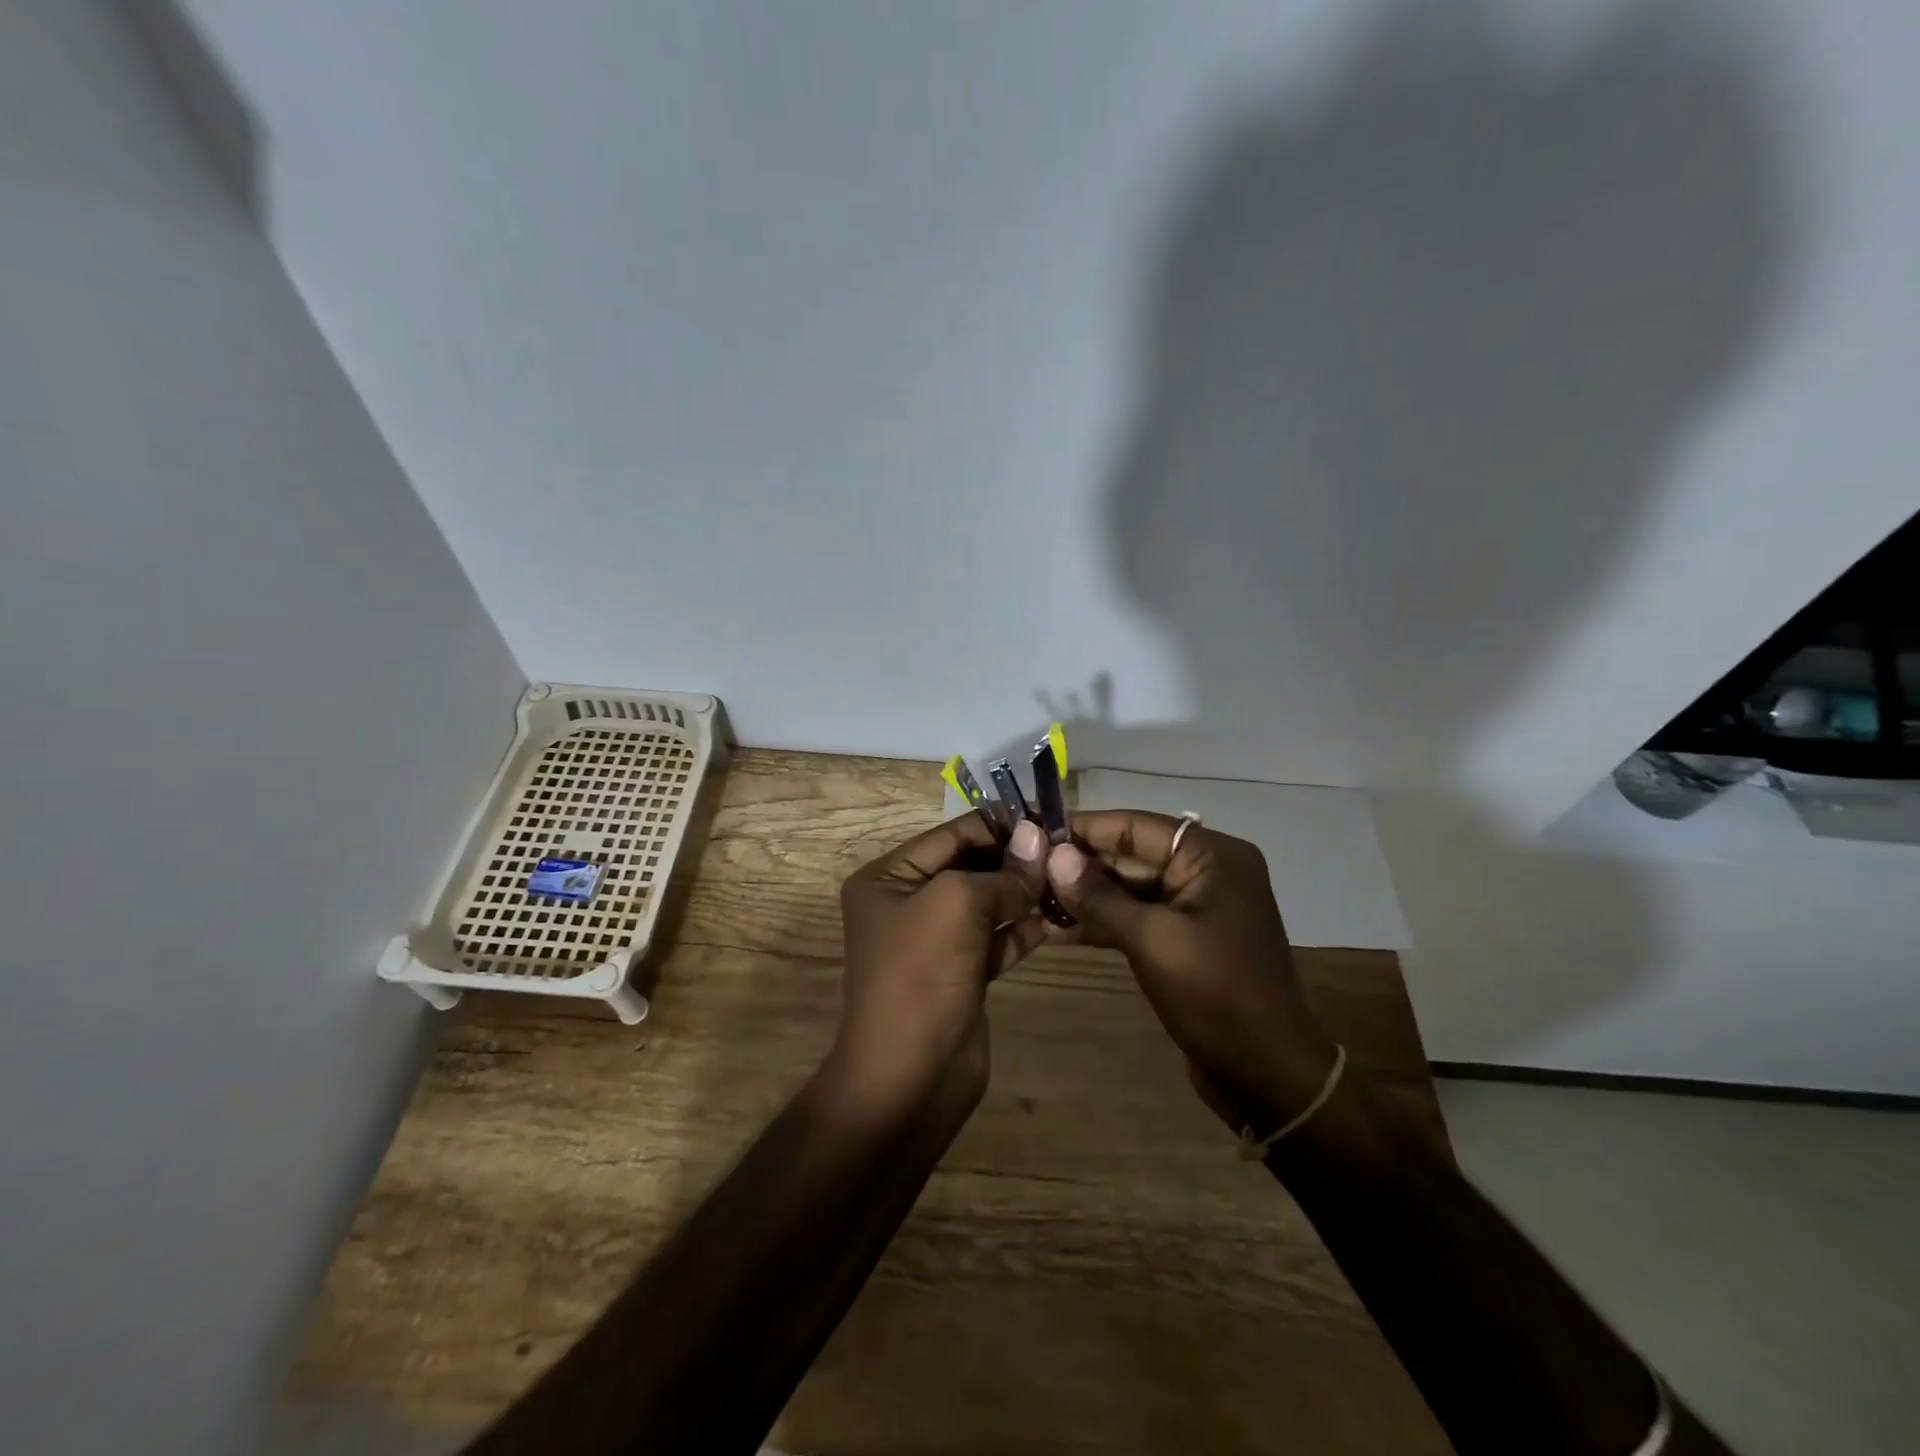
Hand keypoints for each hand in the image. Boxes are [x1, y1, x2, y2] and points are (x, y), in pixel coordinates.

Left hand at [832, 814, 1050, 1113]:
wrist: (911, 1077)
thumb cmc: (921, 974)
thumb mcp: (957, 904)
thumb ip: (1001, 871)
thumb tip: (1037, 839)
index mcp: (888, 878)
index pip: (950, 836)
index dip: (998, 826)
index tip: (1047, 820)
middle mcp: (907, 903)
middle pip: (970, 867)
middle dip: (1015, 861)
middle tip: (1066, 853)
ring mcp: (935, 941)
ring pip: (988, 903)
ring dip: (1025, 893)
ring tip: (1069, 881)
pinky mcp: (962, 973)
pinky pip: (997, 938)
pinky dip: (1024, 929)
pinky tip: (1059, 918)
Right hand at [1043, 811, 1339, 1134]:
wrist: (1265, 1074)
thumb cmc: (1215, 996)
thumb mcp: (1152, 940)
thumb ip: (1100, 896)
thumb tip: (1053, 856)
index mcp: (1213, 856)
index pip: (1136, 826)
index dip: (1084, 829)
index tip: (1034, 832)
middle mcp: (1207, 870)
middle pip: (1131, 854)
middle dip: (1080, 865)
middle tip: (1025, 872)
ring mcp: (1196, 905)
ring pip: (1129, 887)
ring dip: (1086, 895)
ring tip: (1032, 900)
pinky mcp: (1185, 936)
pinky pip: (1138, 915)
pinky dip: (1103, 920)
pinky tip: (1058, 929)